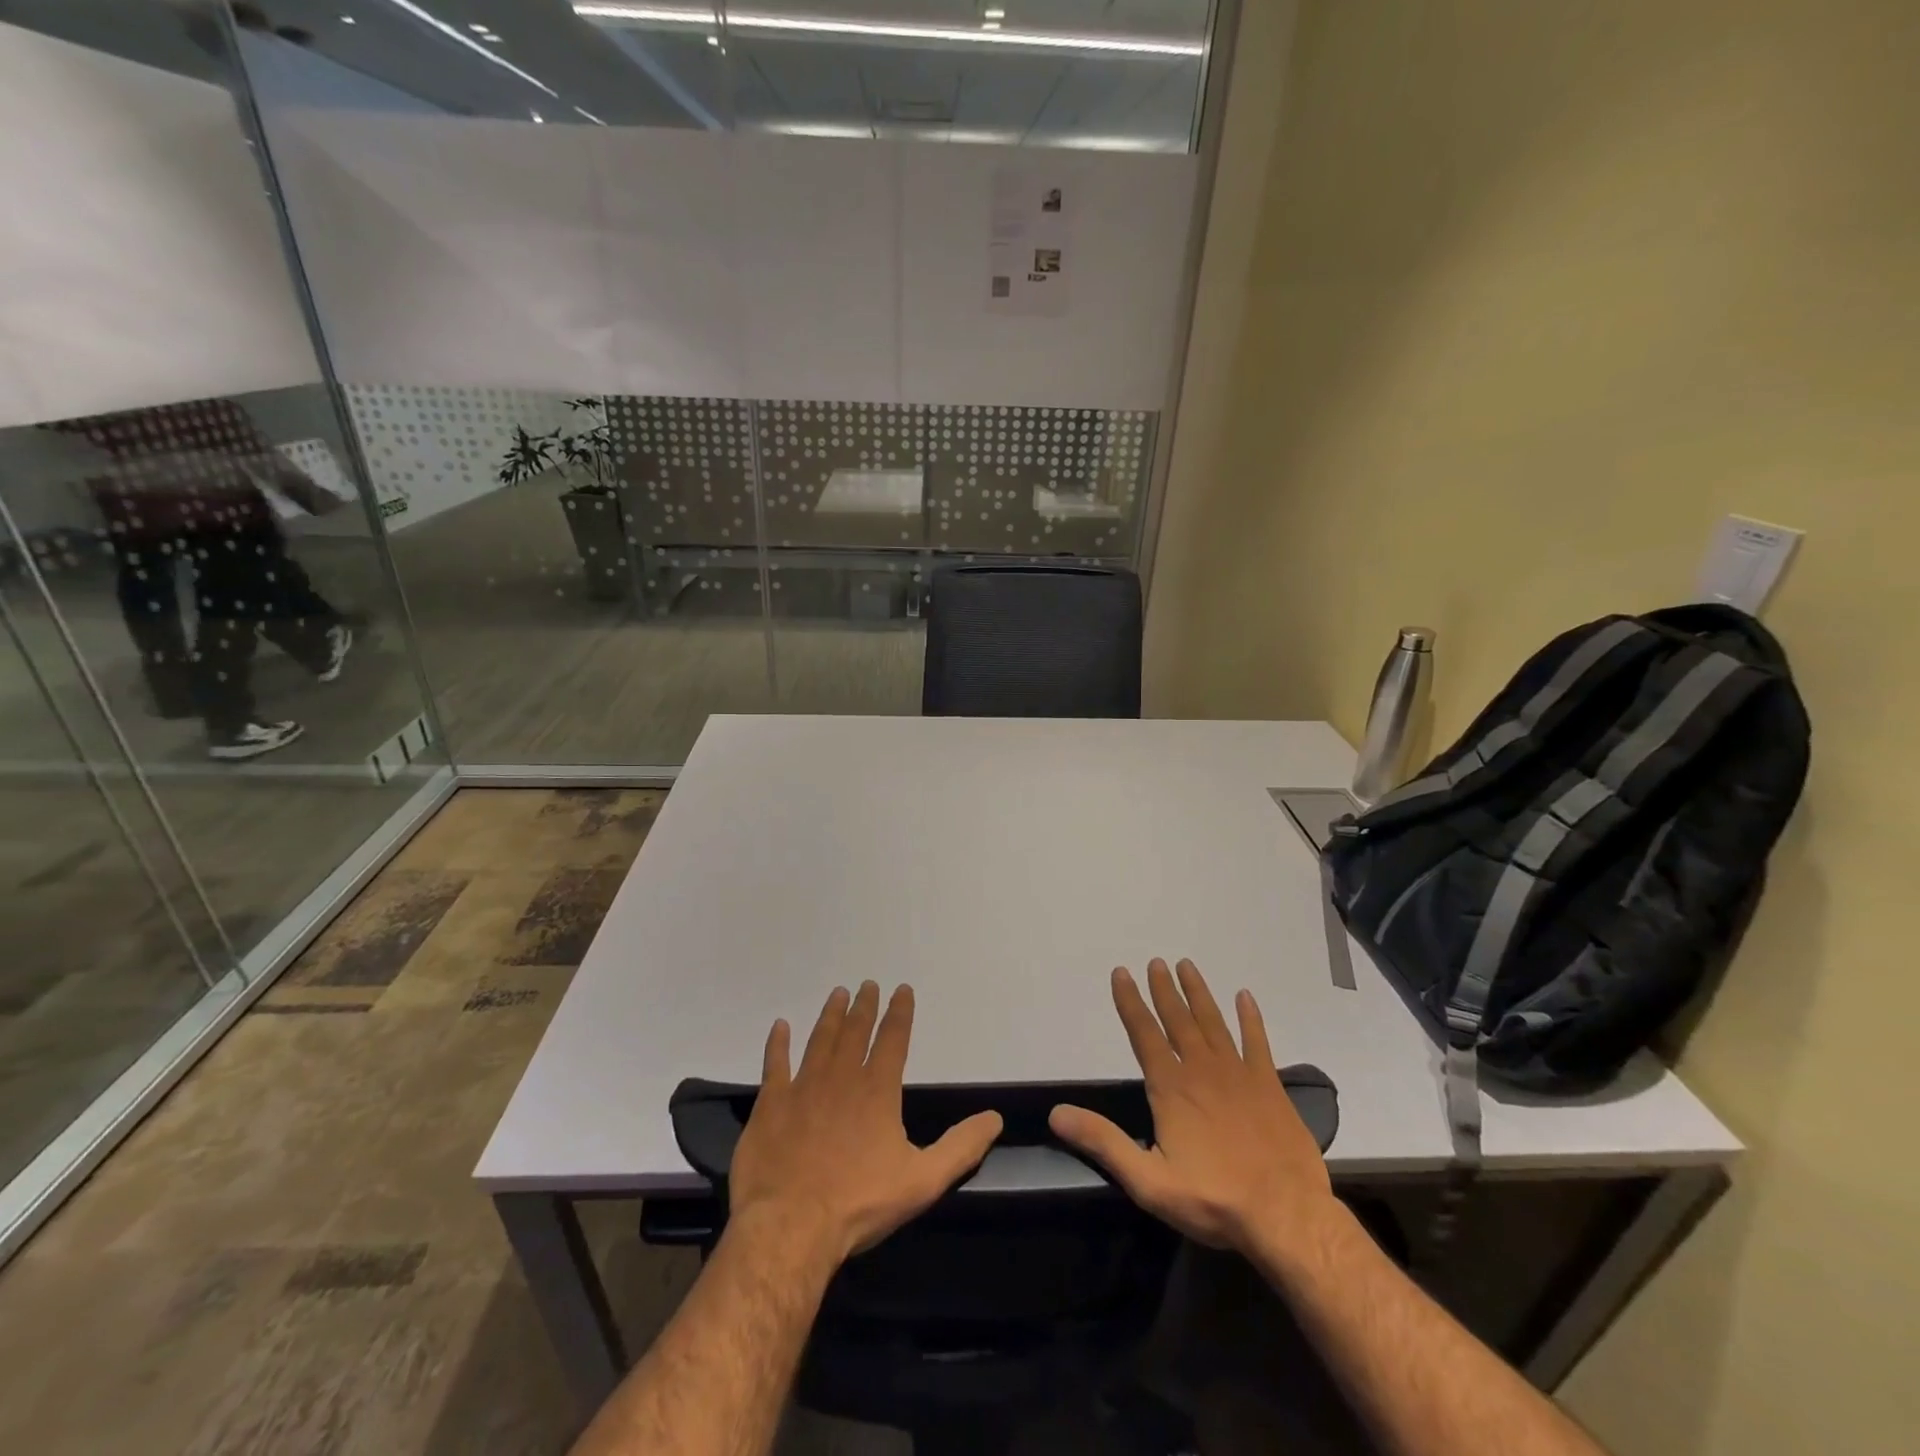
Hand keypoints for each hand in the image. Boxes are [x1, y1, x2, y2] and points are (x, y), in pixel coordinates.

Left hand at [729, 981, 1002, 1265]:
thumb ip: (961, 1147)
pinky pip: (775, 1065)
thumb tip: (995, 1117)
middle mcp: (841, 1077)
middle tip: (867, 984)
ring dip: (830, 1015)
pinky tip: (779, 1027)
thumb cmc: (860, 1203)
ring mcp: (802, 1087)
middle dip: (864, 1006)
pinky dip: (777, 1044)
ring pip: (819, 1040)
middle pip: (855, 1031)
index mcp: (877, 1090)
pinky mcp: (771, 1105)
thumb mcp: (923, 1180)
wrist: (790, 1226)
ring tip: (837, 994)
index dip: (900, 1012)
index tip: (902, 989)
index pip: (893, 1039)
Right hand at [1050, 958, 1335, 1254]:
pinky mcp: (1269, 1085)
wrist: (1287, 1216)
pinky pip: (1257, 1041)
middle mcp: (1202, 1070)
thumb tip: (1056, 1113)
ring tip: (1187, 966)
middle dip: (1164, 989)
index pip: (1143, 1034)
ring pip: (1213, 1022)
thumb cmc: (1213, 1199)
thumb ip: (1103, 1143)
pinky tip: (1245, 997)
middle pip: (1178, 1020)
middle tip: (1156, 962)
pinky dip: (1250, 1018)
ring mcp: (1239, 1074)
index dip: (1129, 1002)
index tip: (1121, 973)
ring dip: (1198, 993)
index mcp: (1171, 1088)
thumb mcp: (1148, 1181)